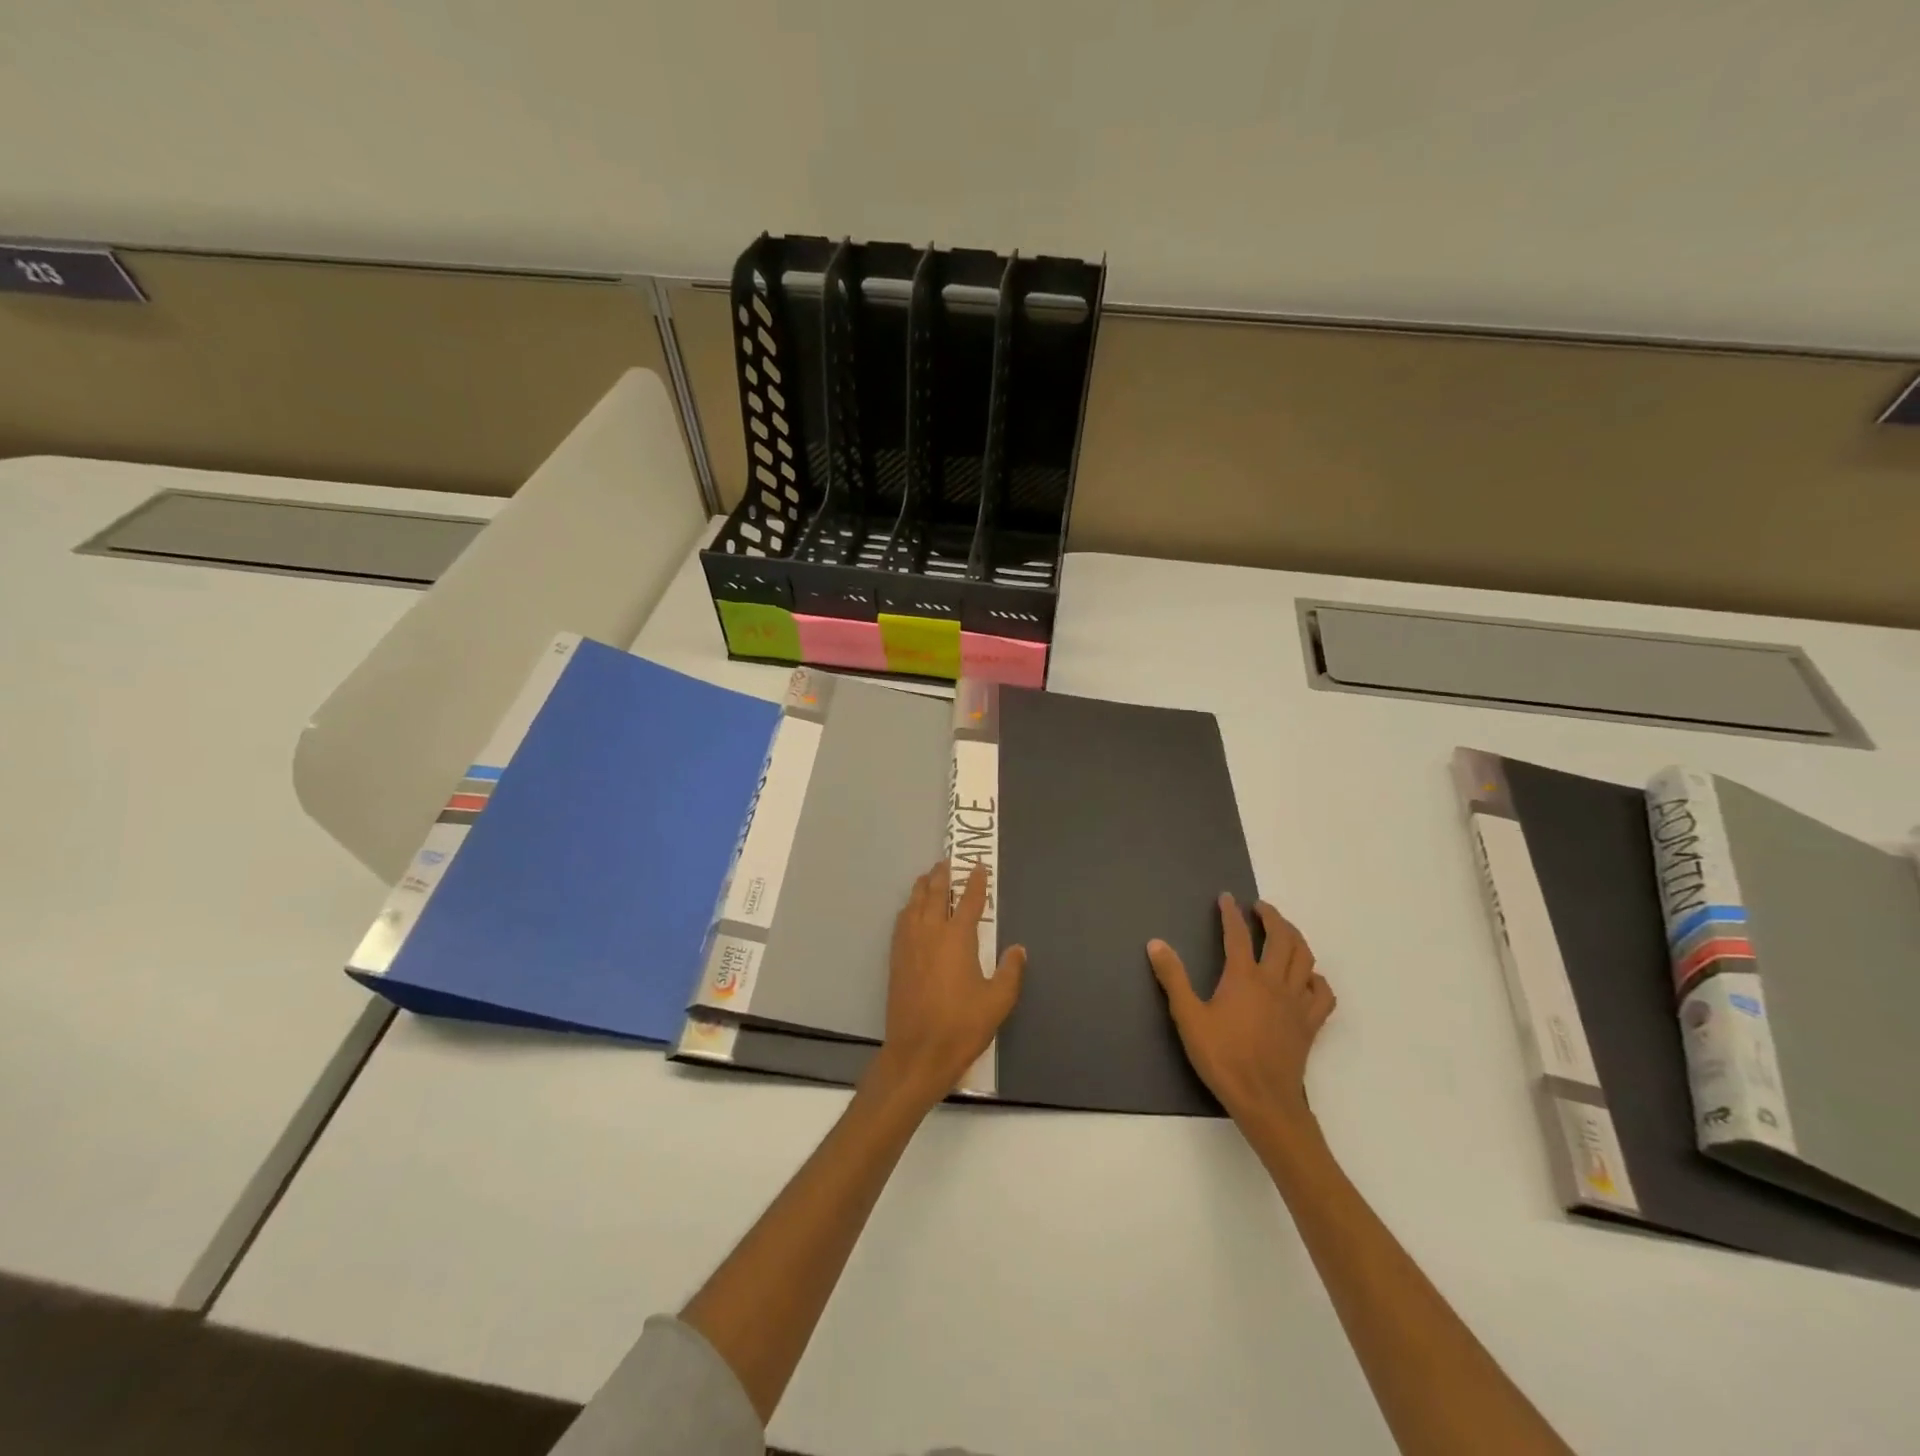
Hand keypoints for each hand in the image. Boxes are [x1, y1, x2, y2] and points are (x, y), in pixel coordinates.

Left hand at [870, 859, 1026, 1108]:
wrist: (918, 1052)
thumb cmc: (962, 1026)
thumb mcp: (998, 1001)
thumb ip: (1010, 971)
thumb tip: (1017, 948)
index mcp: (958, 938)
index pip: (968, 900)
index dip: (975, 882)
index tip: (978, 867)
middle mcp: (930, 933)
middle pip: (935, 894)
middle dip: (942, 876)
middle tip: (947, 862)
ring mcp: (909, 945)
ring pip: (914, 904)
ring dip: (922, 887)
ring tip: (928, 877)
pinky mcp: (896, 959)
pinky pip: (901, 922)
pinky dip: (908, 908)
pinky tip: (910, 910)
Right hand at [1148, 894, 1334, 1132]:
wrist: (1264, 1101)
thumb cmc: (1222, 1058)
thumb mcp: (1188, 1017)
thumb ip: (1173, 978)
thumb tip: (1156, 943)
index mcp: (1243, 977)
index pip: (1238, 934)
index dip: (1231, 913)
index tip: (1226, 898)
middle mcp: (1274, 982)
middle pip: (1282, 938)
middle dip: (1272, 917)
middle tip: (1260, 908)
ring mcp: (1296, 1003)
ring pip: (1305, 959)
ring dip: (1295, 938)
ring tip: (1284, 931)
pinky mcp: (1309, 1024)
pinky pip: (1322, 994)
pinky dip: (1316, 979)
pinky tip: (1308, 978)